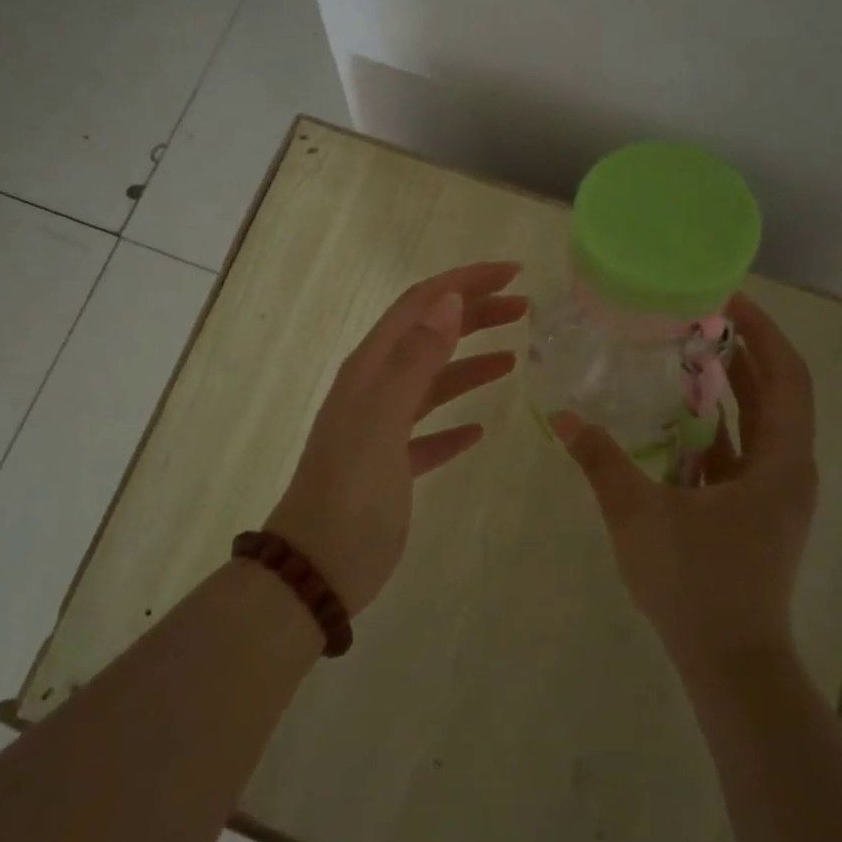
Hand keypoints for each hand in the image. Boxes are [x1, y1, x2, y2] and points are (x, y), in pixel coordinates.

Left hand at [267, 261, 527, 615]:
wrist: (317, 567)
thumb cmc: (351, 491)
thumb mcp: (382, 420)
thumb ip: (414, 360)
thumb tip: (449, 300)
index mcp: (370, 369)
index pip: (420, 305)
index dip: (464, 282)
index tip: (513, 274)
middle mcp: (374, 390)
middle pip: (429, 336)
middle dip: (475, 315)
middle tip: (524, 310)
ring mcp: (381, 429)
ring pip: (432, 383)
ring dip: (470, 364)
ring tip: (513, 359)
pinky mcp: (391, 467)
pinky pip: (429, 434)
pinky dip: (454, 424)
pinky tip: (479, 430)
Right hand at [551, 293, 817, 670]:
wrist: (730, 662)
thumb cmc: (696, 582)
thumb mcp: (639, 514)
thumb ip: (602, 461)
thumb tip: (564, 416)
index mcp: (780, 462)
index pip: (787, 377)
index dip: (763, 333)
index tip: (728, 301)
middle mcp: (787, 471)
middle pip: (775, 396)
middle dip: (740, 355)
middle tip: (695, 320)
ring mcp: (773, 496)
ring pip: (756, 427)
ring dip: (725, 392)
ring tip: (681, 358)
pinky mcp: (754, 515)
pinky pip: (739, 457)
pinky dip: (713, 432)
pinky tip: (673, 422)